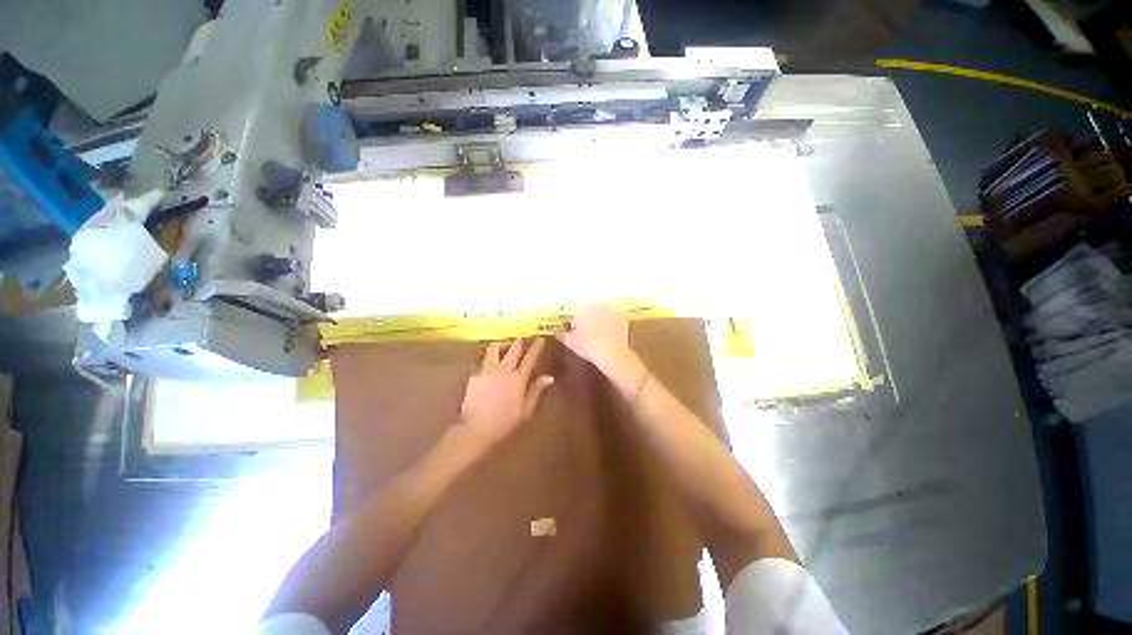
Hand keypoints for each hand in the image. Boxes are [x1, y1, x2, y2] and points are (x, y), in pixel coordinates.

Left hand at [459, 338, 553, 446]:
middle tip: (522, 337)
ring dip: (501, 345)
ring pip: (494, 349)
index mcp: (518, 378)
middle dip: (518, 341)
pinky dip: (489, 358)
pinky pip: (483, 361)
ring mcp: (487, 370)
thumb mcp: (526, 410)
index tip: (540, 338)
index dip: (536, 347)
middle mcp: (503, 369)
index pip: (529, 358)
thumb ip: (536, 391)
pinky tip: (490, 363)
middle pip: (512, 349)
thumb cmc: (505, 422)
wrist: (475, 428)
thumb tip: (549, 377)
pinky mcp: (474, 375)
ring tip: (504, 345)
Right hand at [560, 305, 634, 372]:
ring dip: (599, 321)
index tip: (575, 333)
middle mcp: (597, 305)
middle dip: (588, 320)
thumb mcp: (570, 342)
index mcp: (583, 308)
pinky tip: (609, 336)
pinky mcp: (622, 318)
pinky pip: (613, 319)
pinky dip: (610, 325)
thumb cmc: (588, 346)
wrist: (612, 353)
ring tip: (598, 335)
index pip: (576, 314)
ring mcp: (611, 310)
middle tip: (586, 334)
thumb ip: (563, 334)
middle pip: (590, 311)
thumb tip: (557, 331)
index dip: (575, 324)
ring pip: (602, 314)